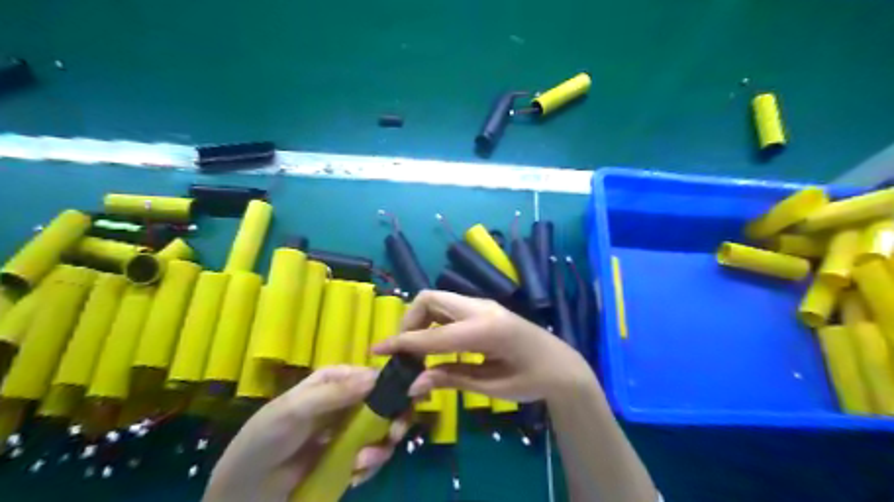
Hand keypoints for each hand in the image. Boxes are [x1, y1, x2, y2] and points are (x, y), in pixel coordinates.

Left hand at [204, 364, 407, 501]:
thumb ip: (334, 394)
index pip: (372, 376)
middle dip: (394, 420)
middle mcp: (347, 401)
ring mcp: (349, 431)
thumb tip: (375, 377)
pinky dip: (370, 466)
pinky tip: (356, 475)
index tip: (408, 400)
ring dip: (380, 448)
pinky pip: (372, 457)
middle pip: (386, 403)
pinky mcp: (348, 457)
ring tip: (362, 464)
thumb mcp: (294, 410)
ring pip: (383, 431)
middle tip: (392, 437)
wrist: (244, 492)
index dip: (393, 385)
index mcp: (335, 381)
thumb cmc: (264, 440)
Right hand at [372, 290, 590, 403]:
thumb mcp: (491, 387)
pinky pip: (449, 306)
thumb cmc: (532, 381)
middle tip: (402, 351)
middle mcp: (481, 309)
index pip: (432, 335)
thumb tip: (412, 384)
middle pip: (430, 299)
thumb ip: (451, 379)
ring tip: (416, 349)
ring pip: (438, 299)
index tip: (375, 350)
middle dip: (408, 322)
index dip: (401, 343)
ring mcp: (483, 304)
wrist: (562, 365)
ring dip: (420, 319)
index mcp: (486, 331)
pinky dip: (433, 320)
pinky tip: (435, 342)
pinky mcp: (483, 307)